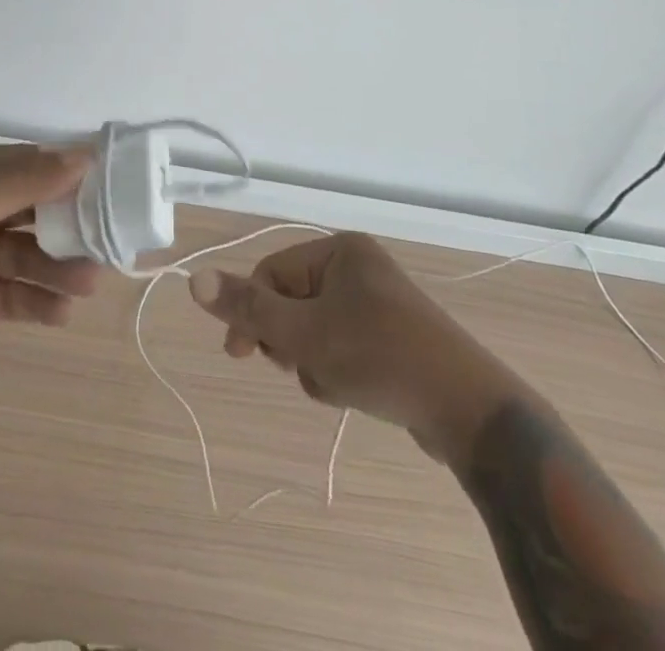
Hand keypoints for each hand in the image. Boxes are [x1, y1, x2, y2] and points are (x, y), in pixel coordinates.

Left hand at [0, 144, 99, 448]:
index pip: (24, 162)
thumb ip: (20, 182)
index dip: (66, 171)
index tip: (113, 183)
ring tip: (87, 284)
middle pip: (34, 207)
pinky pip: (19, 295)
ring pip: (31, 253)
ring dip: (61, 267)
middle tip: (111, 239)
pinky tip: (61, 313)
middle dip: (71, 223)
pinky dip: (42, 302)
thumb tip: (83, 155)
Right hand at [189, 232, 525, 466]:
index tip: (238, 355)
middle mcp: (359, 268)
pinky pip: (344, 348)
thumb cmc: (380, 359)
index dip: (252, 312)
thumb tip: (193, 277)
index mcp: (340, 251)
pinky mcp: (394, 340)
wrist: (471, 414)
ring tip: (339, 384)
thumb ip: (248, 308)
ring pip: (316, 331)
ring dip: (314, 362)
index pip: (272, 273)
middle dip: (290, 341)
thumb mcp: (304, 334)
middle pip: (293, 303)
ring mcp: (380, 304)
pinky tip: (357, 393)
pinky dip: (339, 371)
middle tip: (305, 365)